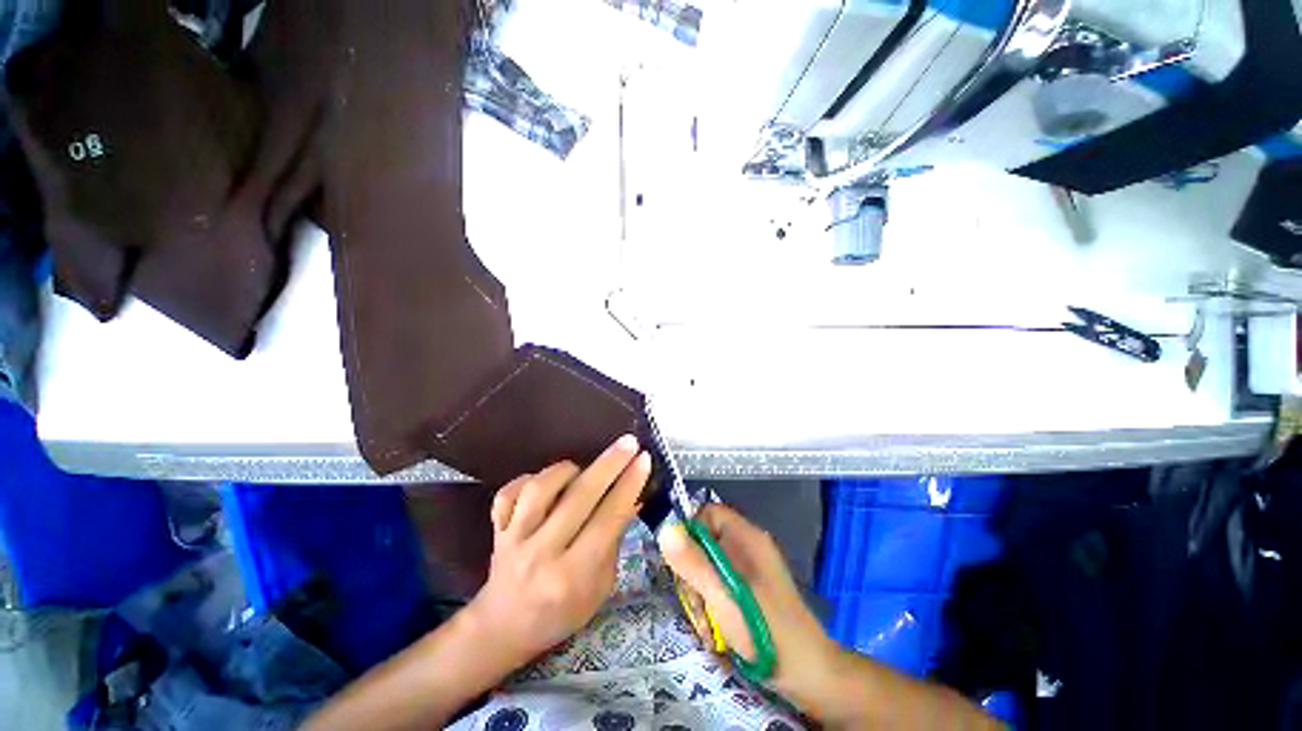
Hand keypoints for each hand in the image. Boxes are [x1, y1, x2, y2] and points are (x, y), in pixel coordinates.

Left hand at [466, 435, 651, 665]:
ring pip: (540, 489)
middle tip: (628, 442)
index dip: (628, 485)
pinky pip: (509, 493)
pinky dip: (528, 479)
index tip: (644, 459)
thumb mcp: (600, 587)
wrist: (503, 628)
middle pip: (579, 497)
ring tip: (582, 468)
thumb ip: (614, 541)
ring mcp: (514, 540)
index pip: (607, 519)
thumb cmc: (563, 612)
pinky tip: (546, 483)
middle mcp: (542, 554)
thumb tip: (632, 497)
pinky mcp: (497, 530)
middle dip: (609, 464)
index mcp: (573, 575)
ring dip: (567, 470)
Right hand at [659, 504, 840, 711]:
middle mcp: (748, 547)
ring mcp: (750, 569)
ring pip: (709, 566)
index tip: (681, 563)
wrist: (810, 675)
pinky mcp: (750, 590)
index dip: (690, 532)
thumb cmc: (766, 631)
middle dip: (694, 572)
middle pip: (705, 541)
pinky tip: (715, 631)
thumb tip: (665, 529)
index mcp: (747, 537)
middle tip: (696, 603)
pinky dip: (712, 604)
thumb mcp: (724, 596)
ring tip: (707, 624)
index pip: (709, 513)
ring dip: (701, 594)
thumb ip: (694, 563)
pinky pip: (720, 584)